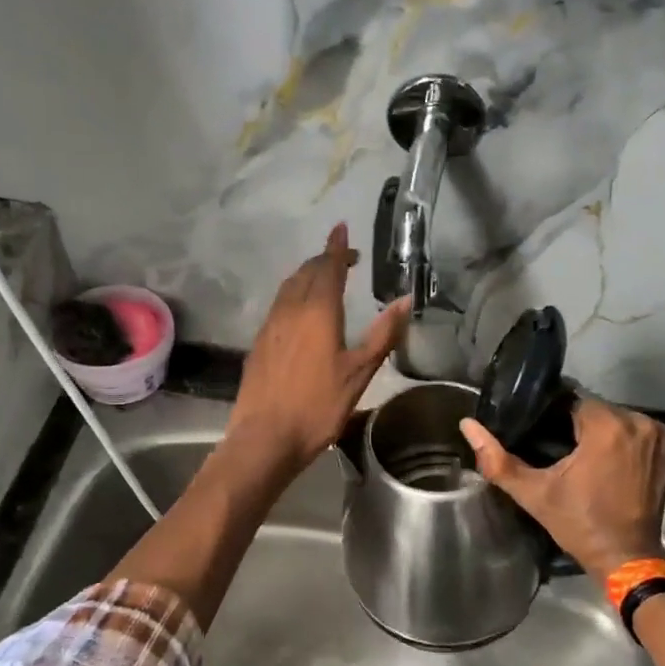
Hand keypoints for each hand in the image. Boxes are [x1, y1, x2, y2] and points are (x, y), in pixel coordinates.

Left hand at [228, 224, 410, 475]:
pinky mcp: (259, 343)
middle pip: (305, 273)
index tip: (341, 228)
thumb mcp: (360, 373)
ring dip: (307, 276)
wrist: (265, 437)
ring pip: (288, 288)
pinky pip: (278, 306)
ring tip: (324, 279)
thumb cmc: (318, 406)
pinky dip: (293, 296)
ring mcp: (270, 326)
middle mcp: (289, 310)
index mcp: (317, 311)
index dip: (337, 247)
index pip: (328, 268)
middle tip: (344, 260)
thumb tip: (406, 300)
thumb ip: (383, 335)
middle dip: (324, 260)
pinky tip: (300, 312)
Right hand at [459, 399, 664, 580]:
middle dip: (573, 424)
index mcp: (607, 426)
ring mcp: (657, 435)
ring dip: (596, 431)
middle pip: (593, 408)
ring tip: (575, 454)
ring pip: (613, 417)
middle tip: (553, 448)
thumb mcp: (533, 492)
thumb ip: (497, 458)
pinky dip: (617, 439)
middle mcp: (637, 422)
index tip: (538, 434)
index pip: (571, 400)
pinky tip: (601, 459)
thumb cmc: (578, 523)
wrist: (627, 557)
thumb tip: (467, 425)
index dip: (550, 416)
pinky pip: (632, 429)